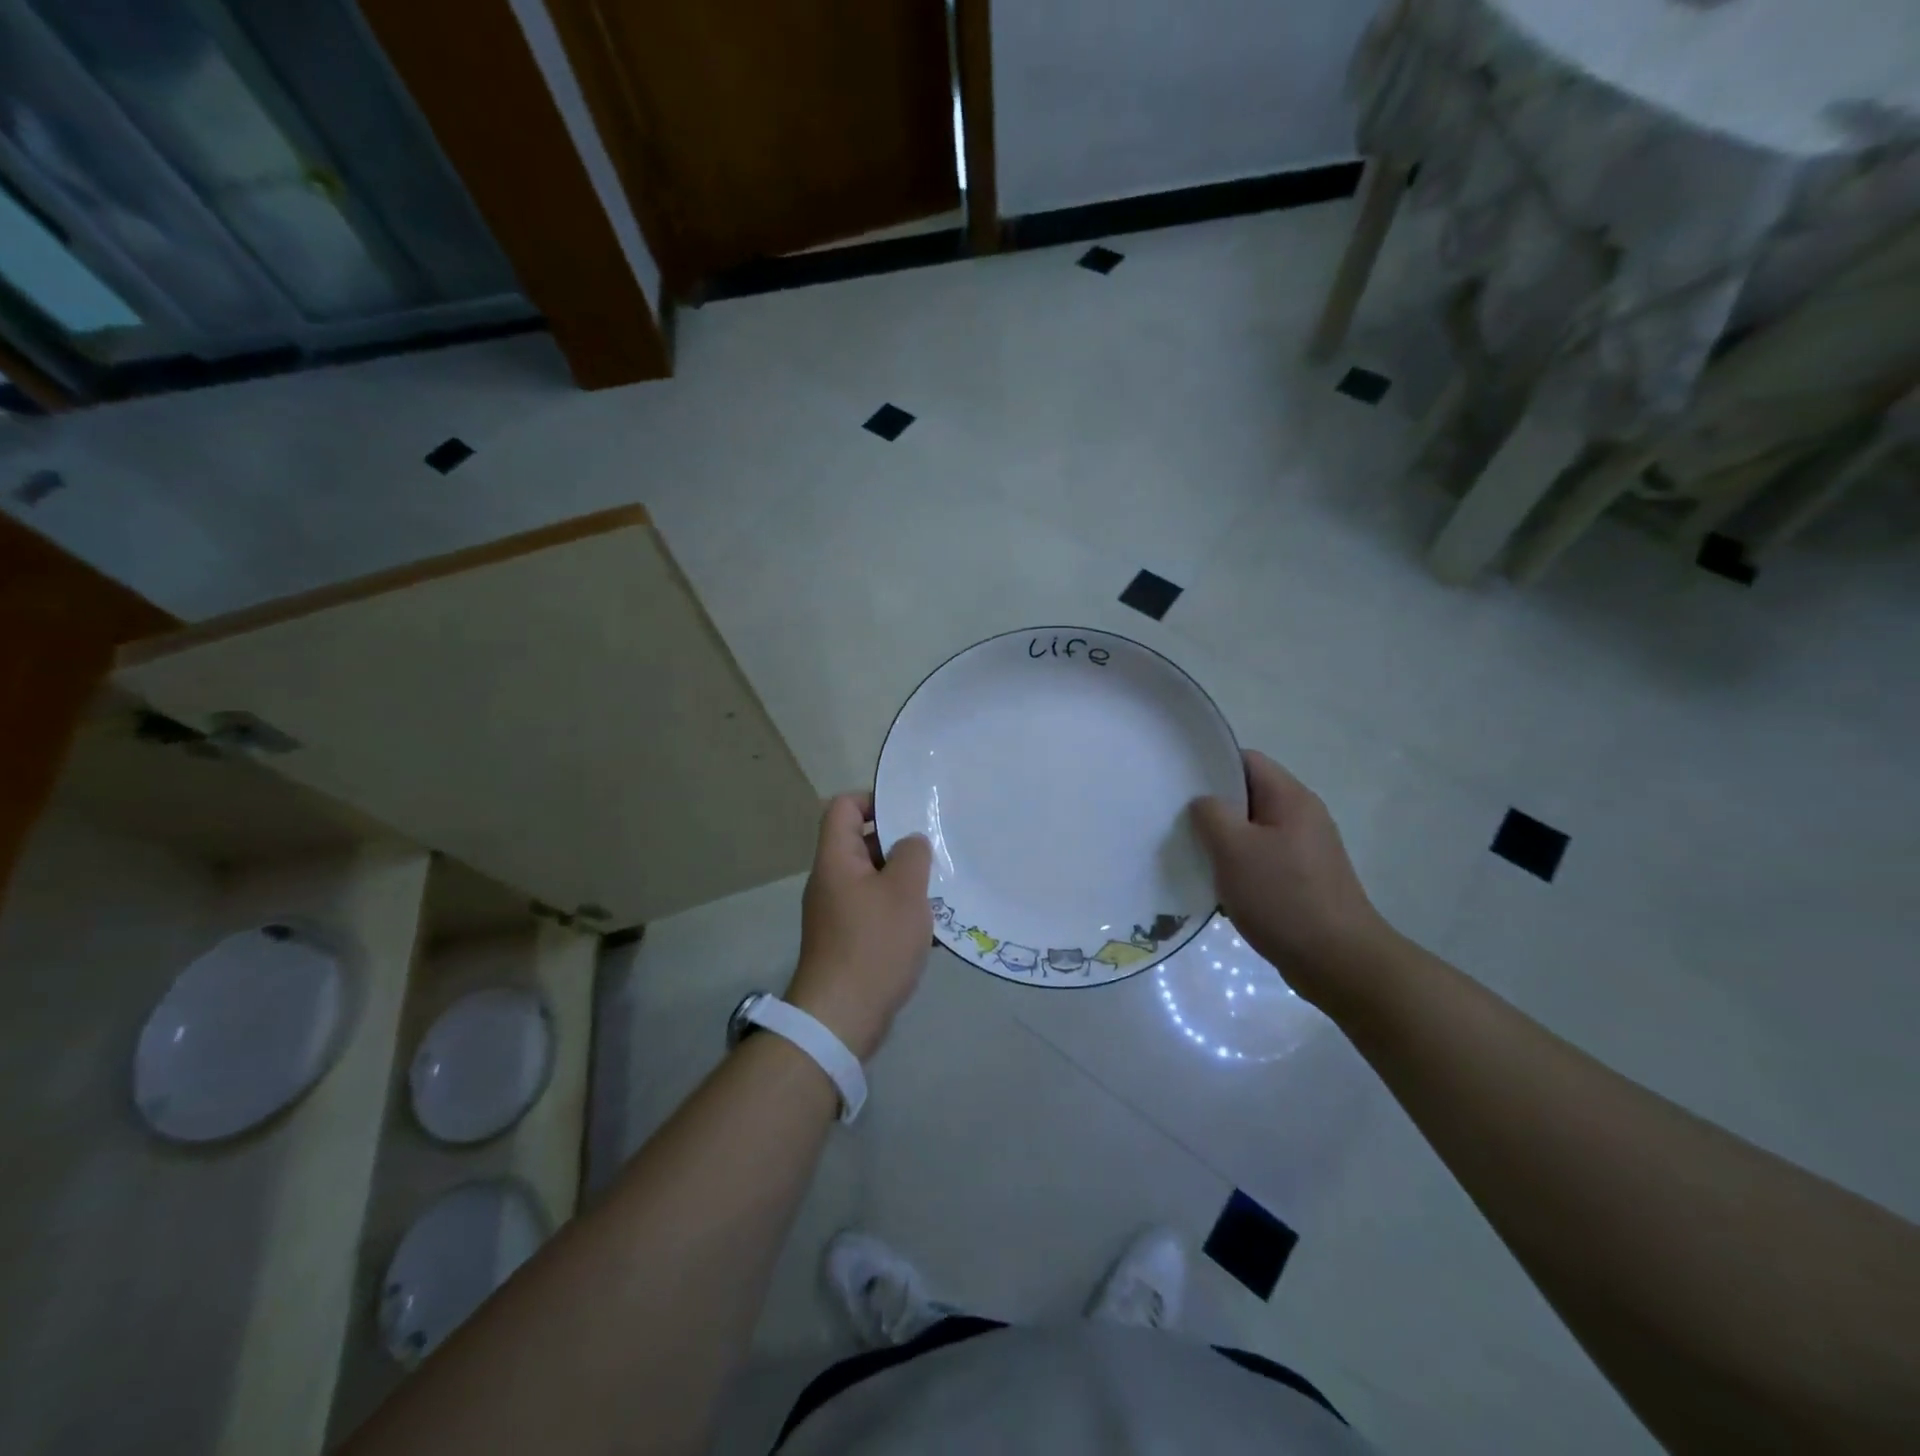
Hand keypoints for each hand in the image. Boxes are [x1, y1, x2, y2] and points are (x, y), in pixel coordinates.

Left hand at [786, 794, 933, 1060]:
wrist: (842, 1017)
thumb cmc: (874, 944)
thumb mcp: (904, 891)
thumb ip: (912, 854)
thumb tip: (911, 842)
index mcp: (836, 859)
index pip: (843, 807)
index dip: (873, 800)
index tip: (909, 812)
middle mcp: (831, 881)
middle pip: (861, 844)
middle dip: (899, 845)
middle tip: (936, 850)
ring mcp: (837, 913)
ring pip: (874, 881)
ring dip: (905, 882)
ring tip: (941, 888)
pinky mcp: (848, 941)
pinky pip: (875, 912)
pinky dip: (900, 913)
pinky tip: (932, 929)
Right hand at [1191, 750, 1390, 1009]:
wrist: (1338, 962)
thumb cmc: (1283, 897)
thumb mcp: (1234, 849)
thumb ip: (1210, 814)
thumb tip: (1204, 803)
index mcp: (1291, 798)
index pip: (1246, 760)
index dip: (1211, 765)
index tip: (1178, 782)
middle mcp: (1302, 817)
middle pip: (1248, 796)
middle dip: (1212, 807)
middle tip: (1175, 820)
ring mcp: (1304, 850)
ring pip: (1252, 831)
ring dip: (1222, 841)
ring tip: (1190, 854)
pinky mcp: (1302, 881)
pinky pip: (1261, 860)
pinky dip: (1237, 867)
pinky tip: (1215, 886)